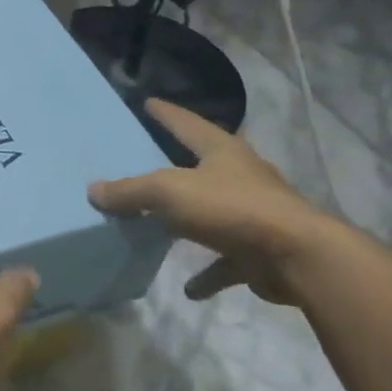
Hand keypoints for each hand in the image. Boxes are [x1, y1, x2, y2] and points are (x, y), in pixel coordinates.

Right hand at [88, 101, 330, 305]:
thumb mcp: (170, 192)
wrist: (298, 257)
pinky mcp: (259, 250)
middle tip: (149, 161)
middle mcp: (241, 176)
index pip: (187, 123)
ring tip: (160, 225)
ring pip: (213, 212)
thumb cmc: (232, 209)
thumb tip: (94, 190)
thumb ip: (131, 191)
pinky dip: (208, 273)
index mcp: (222, 151)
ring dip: (190, 220)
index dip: (166, 113)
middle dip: (178, 165)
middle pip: (203, 165)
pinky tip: (189, 288)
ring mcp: (253, 214)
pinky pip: (225, 261)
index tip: (148, 102)